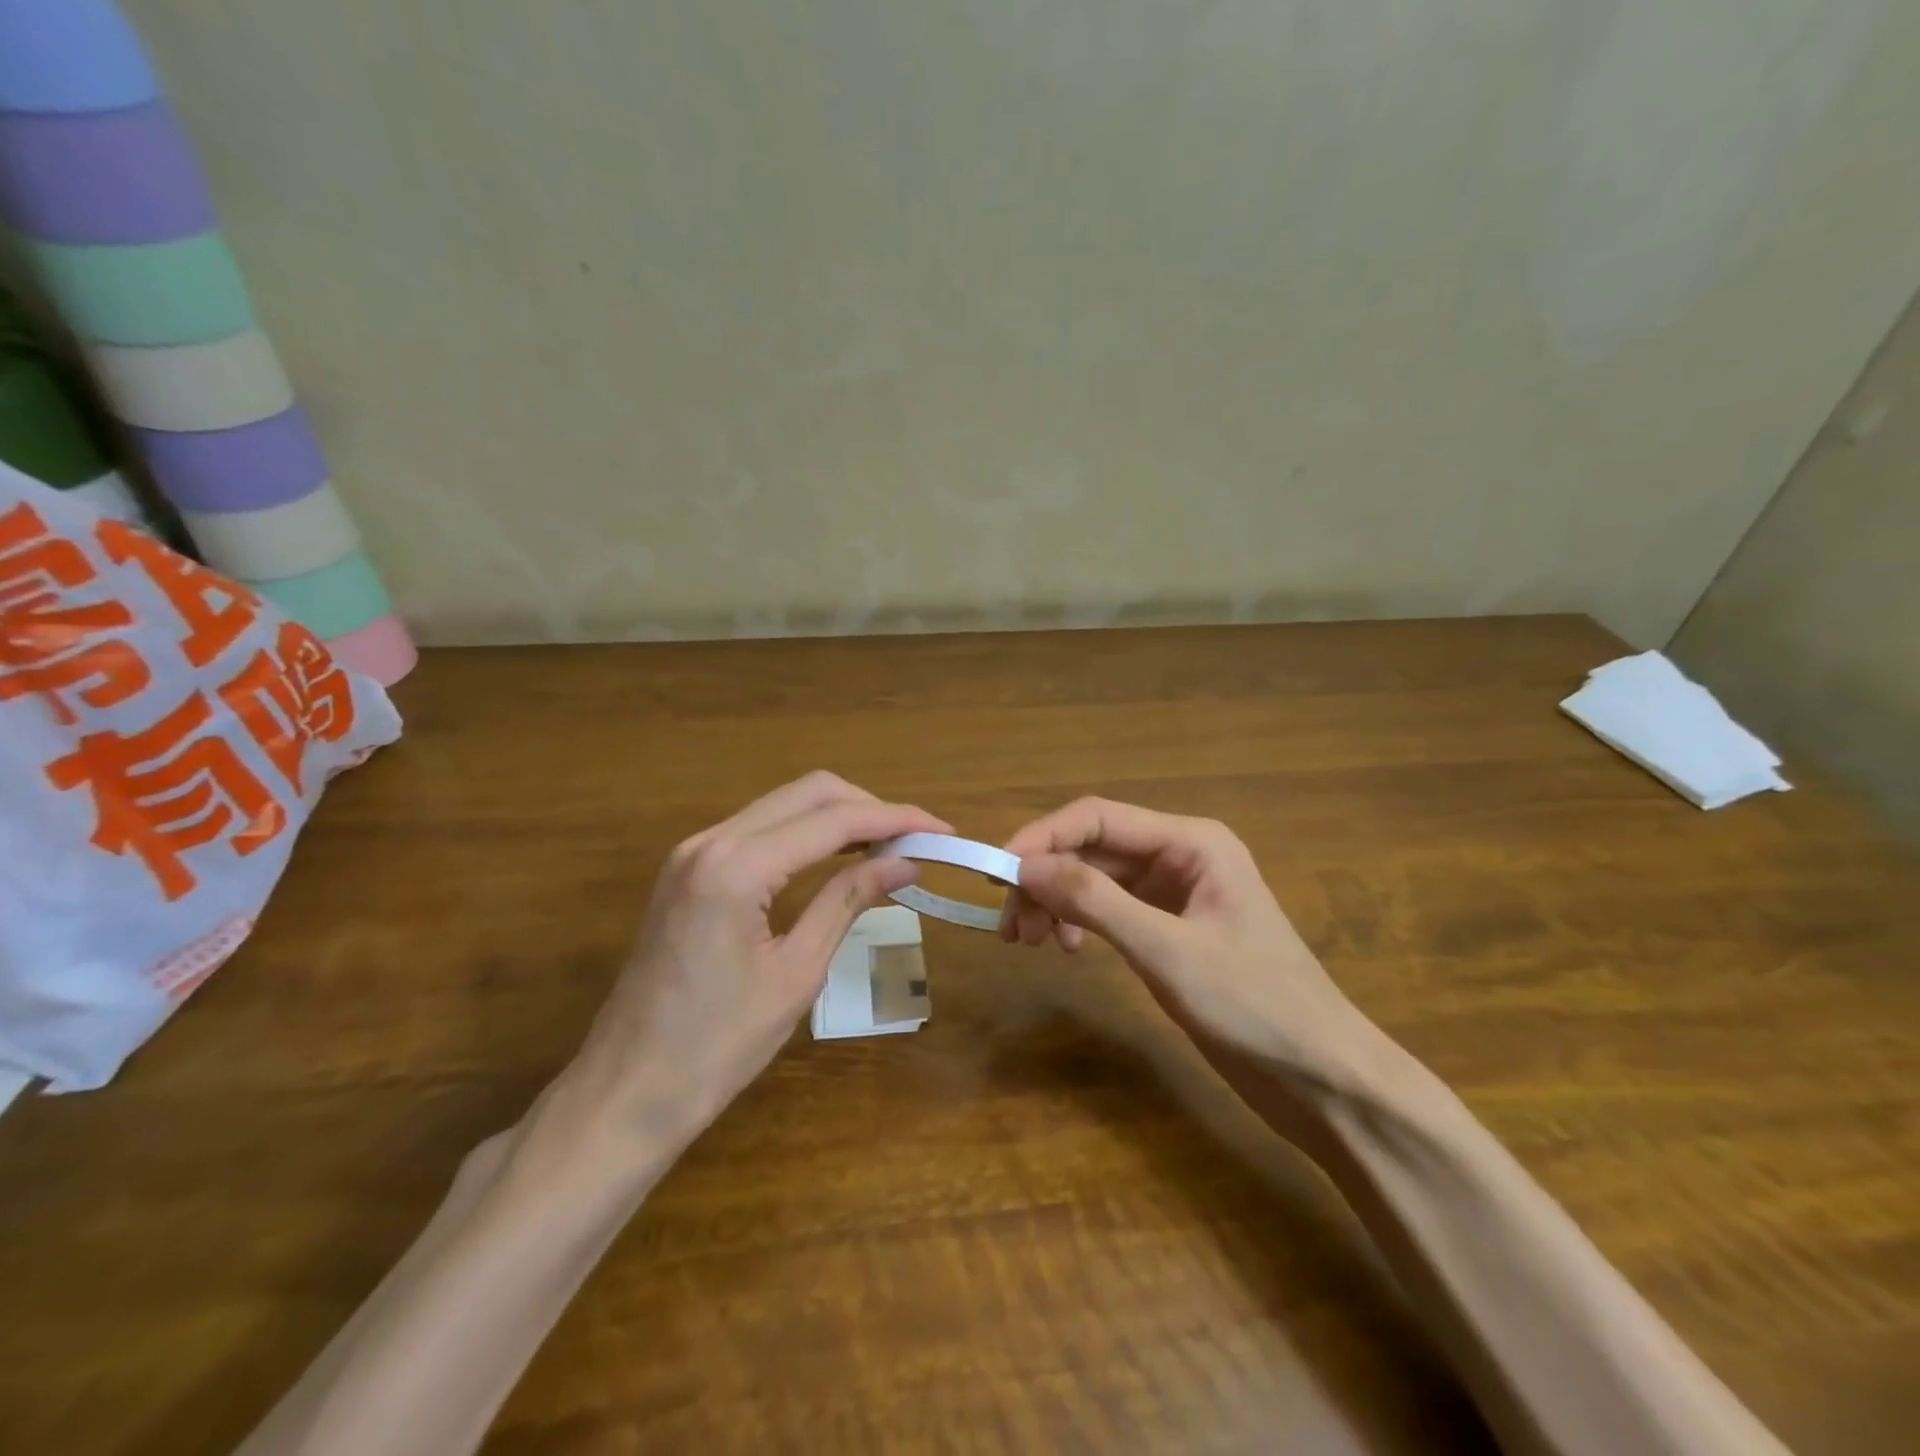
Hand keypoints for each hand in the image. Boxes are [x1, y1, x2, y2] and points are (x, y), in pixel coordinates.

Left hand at [566, 773, 948, 1140]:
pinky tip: (837, 856)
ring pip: (783, 805)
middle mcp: (711, 840)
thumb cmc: (717, 1046)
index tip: (942, 831)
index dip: (896, 820)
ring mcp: (693, 852)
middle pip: (808, 793)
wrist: (626, 1092)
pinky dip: (805, 834)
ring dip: (839, 817)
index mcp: (737, 866)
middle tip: (917, 839)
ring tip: (888, 847)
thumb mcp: (797, 972)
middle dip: (870, 808)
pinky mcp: (688, 870)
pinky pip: (759, 829)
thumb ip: (848, 901)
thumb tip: (905, 864)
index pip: (834, 819)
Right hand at [1001, 798, 1375, 1080]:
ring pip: (1097, 879)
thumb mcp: (1167, 951)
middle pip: (1093, 848)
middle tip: (1009, 926)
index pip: (1098, 817)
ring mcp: (1176, 893)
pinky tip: (1071, 951)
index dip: (1042, 837)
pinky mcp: (1171, 929)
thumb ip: (1095, 901)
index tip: (996, 873)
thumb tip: (1023, 865)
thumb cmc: (1255, 1006)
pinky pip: (1111, 909)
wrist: (1324, 1080)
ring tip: (1030, 942)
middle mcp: (1181, 855)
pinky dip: (1082, 923)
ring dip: (1058, 902)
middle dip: (1046, 878)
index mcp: (1191, 841)